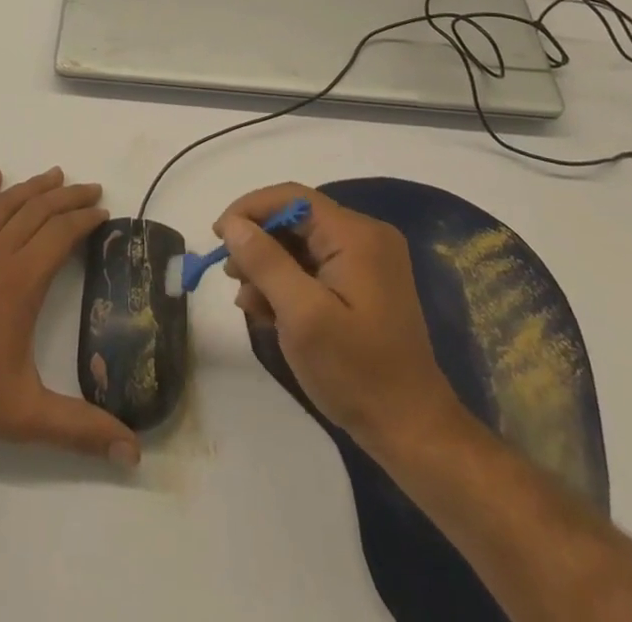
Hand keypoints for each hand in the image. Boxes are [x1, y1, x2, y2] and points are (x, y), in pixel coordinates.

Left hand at [0, 167, 140, 466]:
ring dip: (32, 188)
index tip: (103, 212)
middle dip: (67, 197)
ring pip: (3, 207)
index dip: (84, 220)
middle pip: (37, 212)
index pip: (60, 235)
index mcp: (20, 283)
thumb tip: (133, 453)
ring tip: (55, 175)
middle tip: (91, 188)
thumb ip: (82, 430)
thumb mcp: (29, 416)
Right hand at [217, 183, 466, 453]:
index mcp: (356, 235)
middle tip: (230, 273)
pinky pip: (316, 267)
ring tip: (247, 299)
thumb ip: (265, 262)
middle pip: (296, 219)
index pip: (292, 198)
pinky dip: (288, 282)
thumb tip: (233, 224)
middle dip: (258, 242)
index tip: (218, 236)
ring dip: (269, 265)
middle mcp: (365, 237)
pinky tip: (268, 310)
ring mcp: (368, 262)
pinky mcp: (365, 285)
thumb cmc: (356, 372)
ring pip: (302, 244)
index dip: (250, 210)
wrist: (413, 432)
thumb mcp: (302, 316)